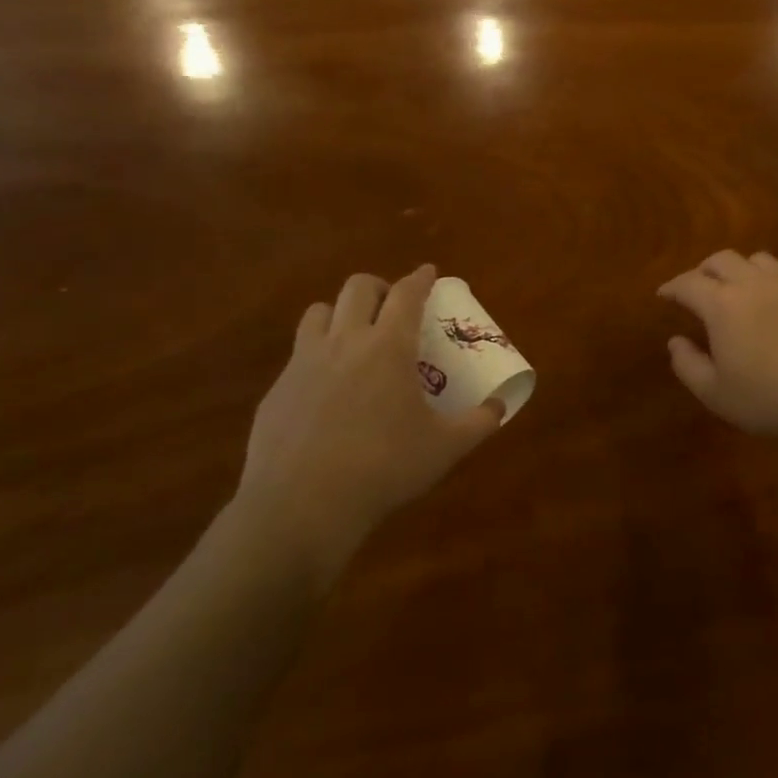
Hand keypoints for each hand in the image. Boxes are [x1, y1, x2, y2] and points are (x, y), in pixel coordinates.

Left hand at [236, 266, 501, 579]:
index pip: (407, 294)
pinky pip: (297, 354)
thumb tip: (500, 407)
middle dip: (379, 287)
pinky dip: (317, 355)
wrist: (301, 506)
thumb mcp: (444, 449)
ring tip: (354, 336)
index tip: (428, 271)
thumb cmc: (383, 469)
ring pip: (318, 312)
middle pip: (358, 288)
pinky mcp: (277, 390)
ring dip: (340, 313)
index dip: (420, 278)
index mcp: (388, 347)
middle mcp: (344, 342)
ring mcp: (303, 363)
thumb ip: (479, 423)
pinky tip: (326, 389)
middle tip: (393, 307)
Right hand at [657, 250, 777, 441]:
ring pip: (758, 260)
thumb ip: (688, 365)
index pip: (688, 283)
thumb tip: (675, 342)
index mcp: (722, 304)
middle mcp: (753, 284)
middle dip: (704, 270)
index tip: (664, 294)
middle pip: (722, 259)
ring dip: (741, 269)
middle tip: (699, 287)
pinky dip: (775, 285)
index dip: (672, 286)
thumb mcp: (715, 393)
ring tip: (739, 288)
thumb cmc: (767, 398)